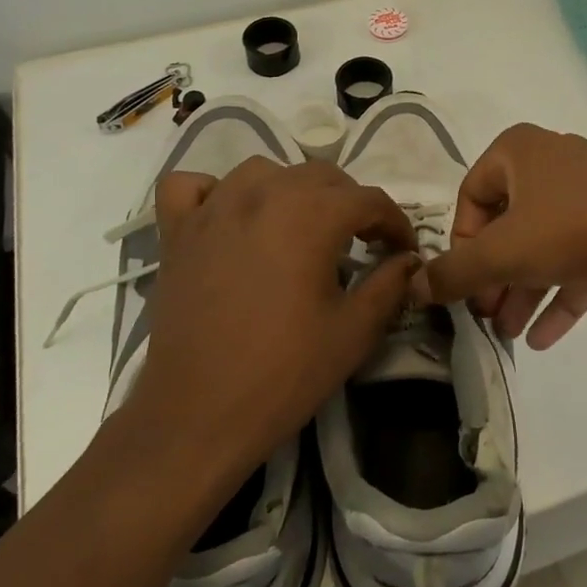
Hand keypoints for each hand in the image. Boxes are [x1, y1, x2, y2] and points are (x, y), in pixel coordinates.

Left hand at [111, 157, 417, 500]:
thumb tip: (409, 260)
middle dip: (350, 203)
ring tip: (300, 226)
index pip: (368, 199)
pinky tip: (229, 217)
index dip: (394, 223)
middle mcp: (262, 194)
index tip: (403, 250)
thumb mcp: (355, 331)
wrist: (197, 416)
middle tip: (360, 242)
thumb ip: (390, 284)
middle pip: (320, 175)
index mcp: (310, 215)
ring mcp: (212, 209)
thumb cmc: (284, 373)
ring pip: (263, 171)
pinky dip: (213, 191)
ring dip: (292, 190)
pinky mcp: (177, 232)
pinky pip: (192, 186)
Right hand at [413, 124, 586, 349]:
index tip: (464, 282)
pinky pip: (581, 257)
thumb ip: (454, 271)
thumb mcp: (501, 253)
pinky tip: (544, 338)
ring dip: (523, 290)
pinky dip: (561, 292)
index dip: (462, 243)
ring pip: (545, 244)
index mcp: (519, 151)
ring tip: (508, 335)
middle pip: (509, 224)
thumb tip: (414, 286)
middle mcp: (553, 162)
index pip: (472, 195)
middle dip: (495, 276)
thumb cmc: (569, 227)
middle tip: (486, 315)